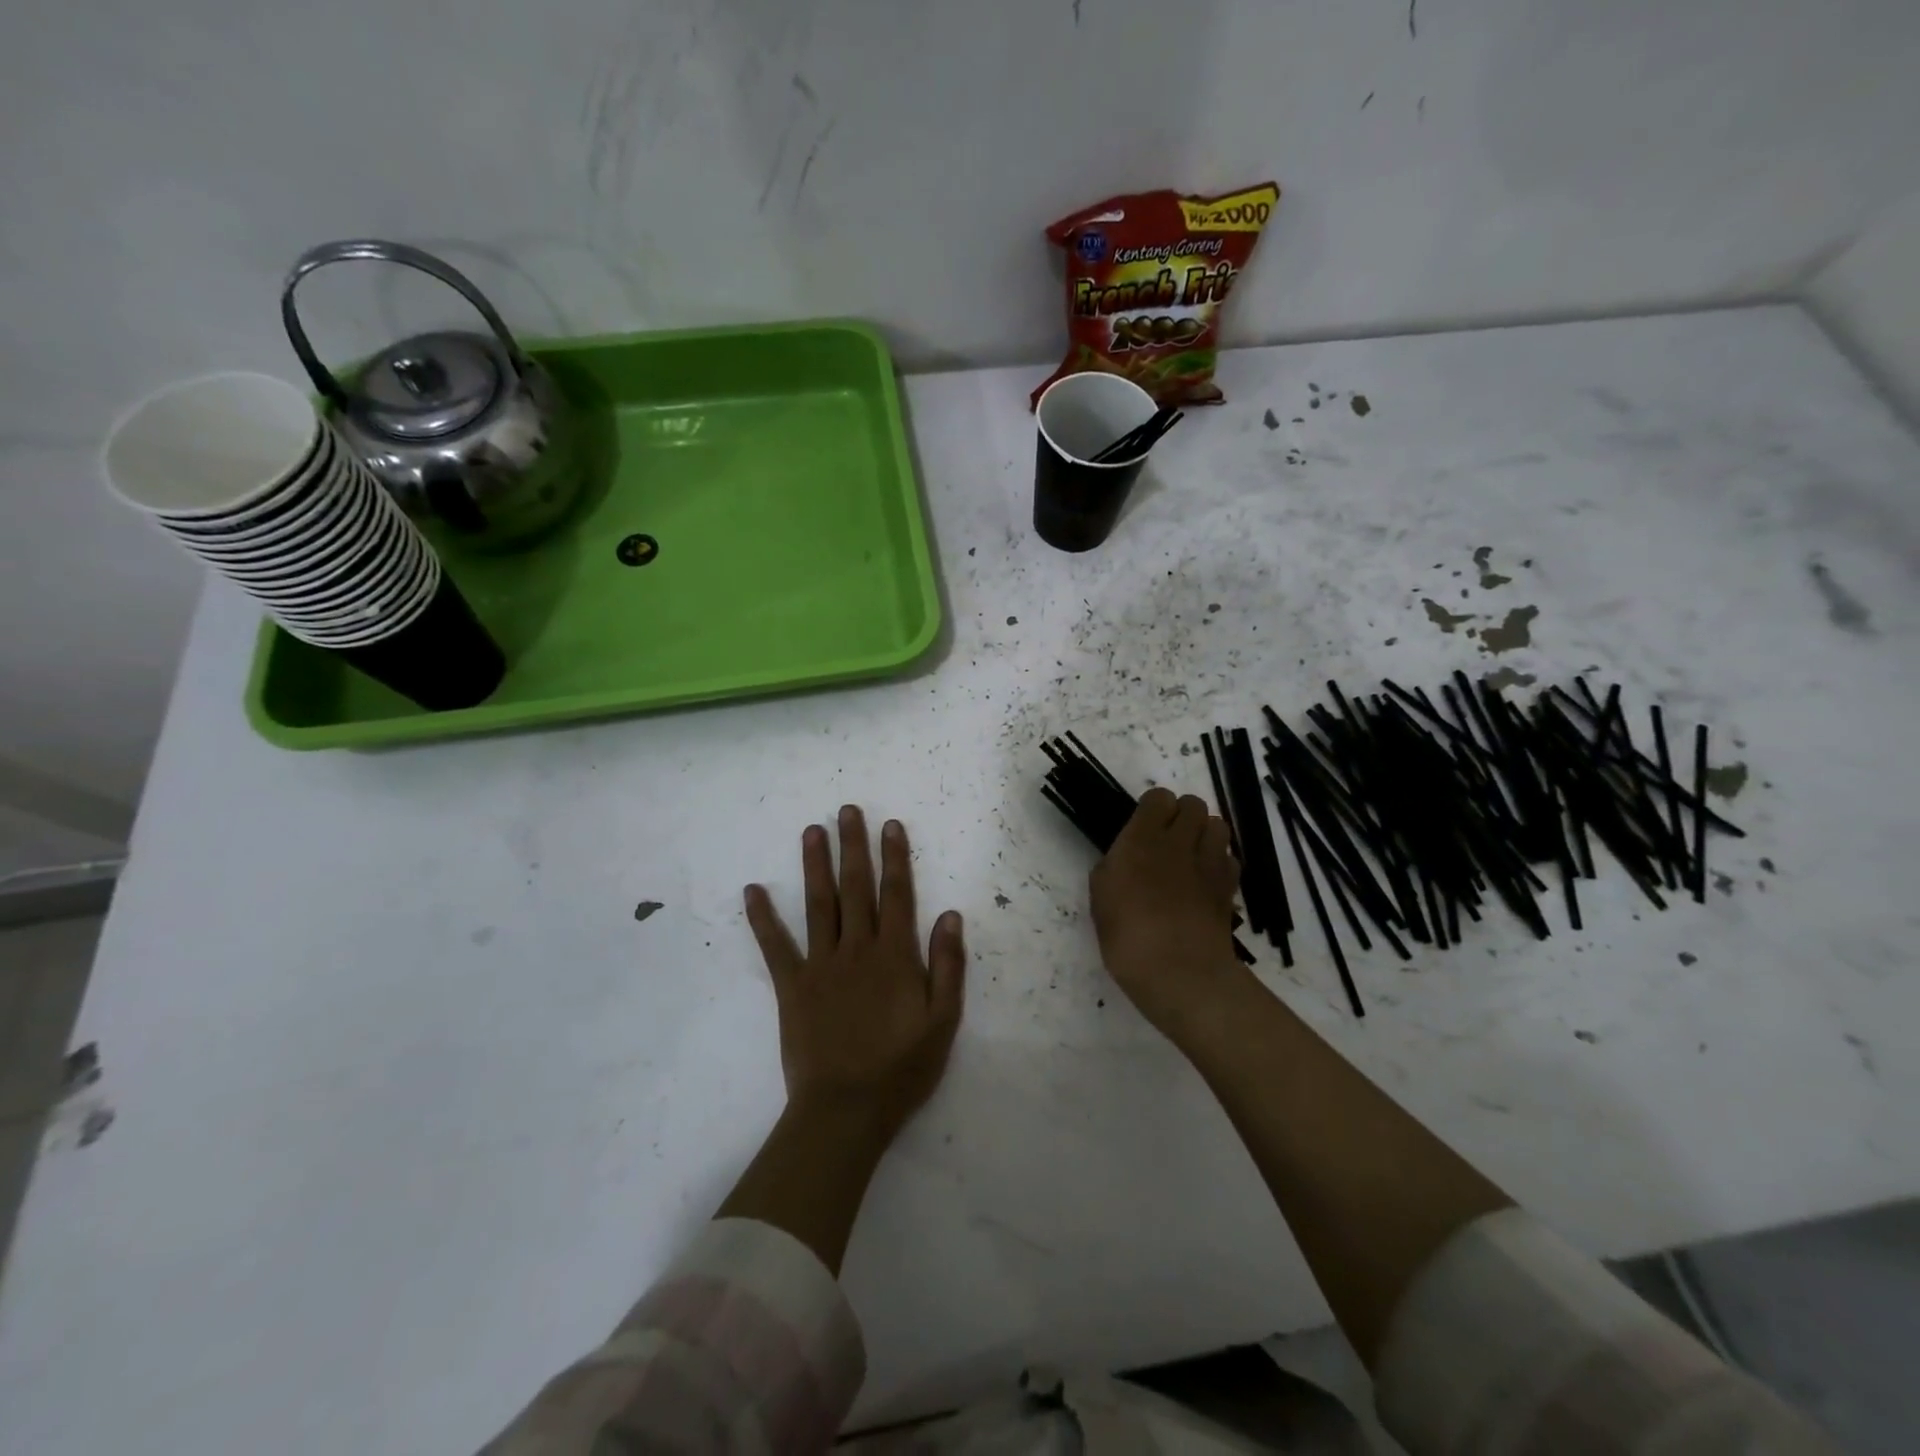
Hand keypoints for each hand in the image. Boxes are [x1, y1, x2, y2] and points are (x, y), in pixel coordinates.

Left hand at [744, 807, 965, 1141]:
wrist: (846, 1111)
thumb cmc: (901, 1069)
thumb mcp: (943, 1022)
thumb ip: (948, 966)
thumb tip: (950, 915)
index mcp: (894, 955)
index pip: (897, 894)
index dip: (895, 857)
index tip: (890, 825)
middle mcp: (856, 949)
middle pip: (856, 887)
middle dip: (853, 846)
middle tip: (847, 810)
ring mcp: (820, 965)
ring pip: (818, 904)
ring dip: (815, 865)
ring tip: (811, 830)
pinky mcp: (791, 987)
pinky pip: (775, 947)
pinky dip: (762, 918)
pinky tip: (752, 890)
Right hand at [1090, 788, 1243, 1038]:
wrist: (1180, 972)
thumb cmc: (1127, 936)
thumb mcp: (1100, 899)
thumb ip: (1111, 869)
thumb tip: (1122, 861)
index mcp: (1142, 839)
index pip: (1158, 798)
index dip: (1153, 808)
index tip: (1143, 827)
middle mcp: (1179, 842)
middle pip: (1194, 804)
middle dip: (1182, 814)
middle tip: (1168, 839)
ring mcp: (1209, 863)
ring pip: (1218, 825)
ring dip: (1205, 833)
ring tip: (1191, 855)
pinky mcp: (1229, 887)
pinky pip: (1229, 858)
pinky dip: (1220, 861)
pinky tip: (1205, 880)